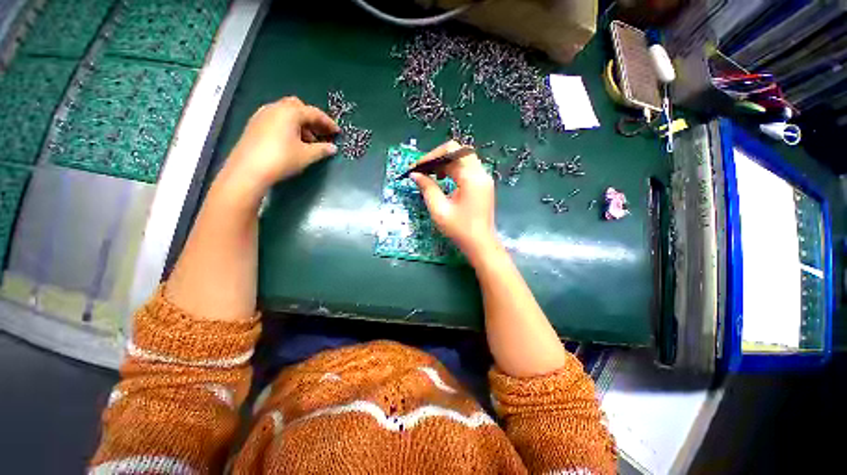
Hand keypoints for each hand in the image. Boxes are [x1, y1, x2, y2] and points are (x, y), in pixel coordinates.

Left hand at [225, 97, 339, 191]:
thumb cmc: (282, 159)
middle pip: (298, 107)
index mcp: (289, 112)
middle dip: (312, 119)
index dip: (328, 122)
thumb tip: (333, 148)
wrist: (248, 170)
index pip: (314, 113)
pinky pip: (276, 119)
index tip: (337, 132)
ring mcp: (262, 115)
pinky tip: (292, 142)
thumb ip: (322, 149)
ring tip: (308, 141)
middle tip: (320, 134)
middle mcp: (275, 108)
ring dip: (300, 123)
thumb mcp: (307, 155)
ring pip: (286, 113)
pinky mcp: (254, 125)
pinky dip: (288, 126)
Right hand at [411, 141, 500, 262]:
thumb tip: (414, 174)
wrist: (480, 244)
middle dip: (438, 158)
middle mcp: (481, 173)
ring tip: (431, 175)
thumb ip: (427, 188)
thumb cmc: (460, 229)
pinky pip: (467, 169)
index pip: (451, 152)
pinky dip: (453, 170)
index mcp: (471, 177)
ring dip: (445, 163)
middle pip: (458, 152)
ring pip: (462, 159)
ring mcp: (484, 178)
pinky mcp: (483, 184)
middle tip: (423, 170)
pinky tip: (443, 180)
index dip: (431, 156)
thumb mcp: (439, 209)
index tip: (417, 167)